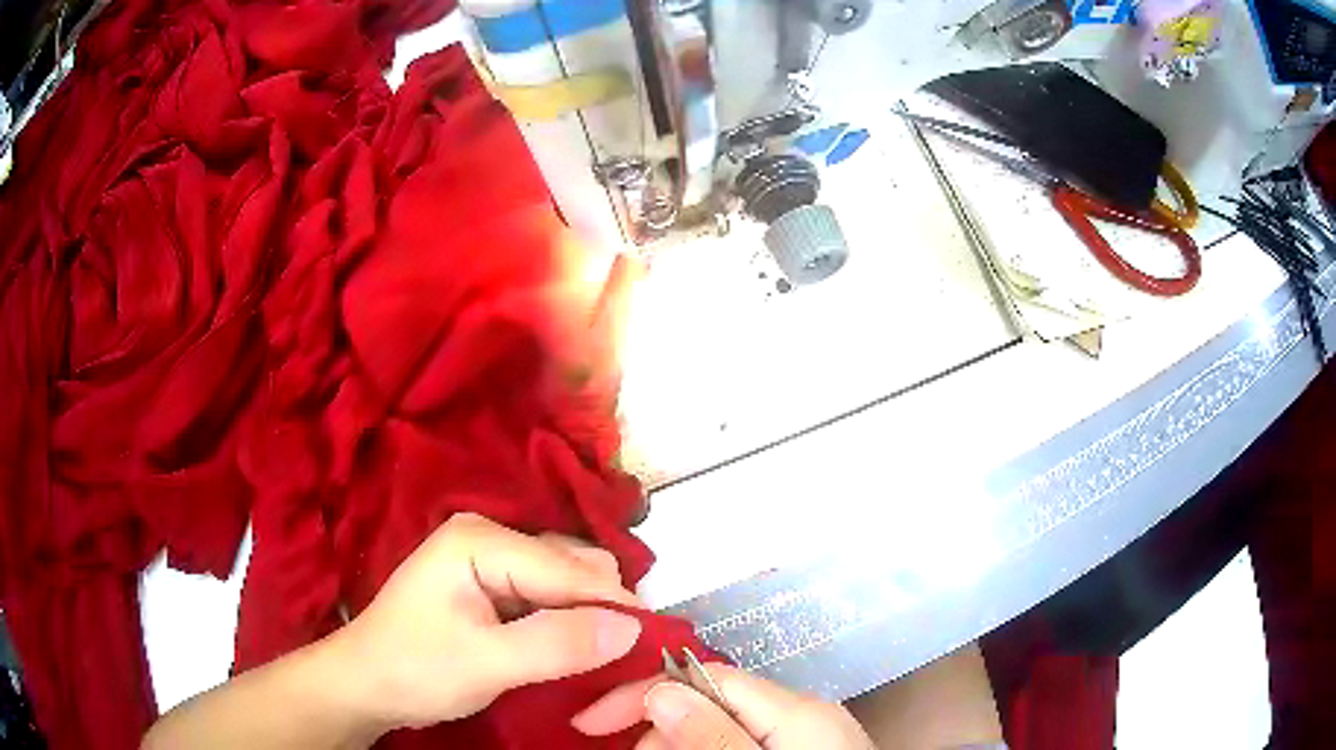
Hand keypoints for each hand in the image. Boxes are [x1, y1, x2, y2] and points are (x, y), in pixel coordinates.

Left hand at [333, 513, 644, 731]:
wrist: (365, 685)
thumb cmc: (415, 669)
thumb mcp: (485, 663)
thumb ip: (557, 644)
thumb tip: (632, 627)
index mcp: (481, 539)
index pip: (570, 568)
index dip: (614, 607)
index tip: (653, 647)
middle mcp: (490, 535)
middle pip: (573, 566)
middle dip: (602, 610)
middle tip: (621, 660)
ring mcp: (491, 558)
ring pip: (566, 581)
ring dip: (588, 618)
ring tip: (600, 659)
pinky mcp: (492, 585)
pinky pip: (548, 597)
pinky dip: (568, 622)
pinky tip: (572, 650)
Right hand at [572, 662, 875, 748]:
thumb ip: (713, 737)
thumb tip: (661, 691)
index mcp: (798, 711)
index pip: (707, 677)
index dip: (645, 692)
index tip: (592, 723)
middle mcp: (804, 714)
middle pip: (710, 704)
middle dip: (661, 734)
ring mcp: (807, 735)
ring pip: (721, 728)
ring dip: (680, 748)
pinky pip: (741, 744)